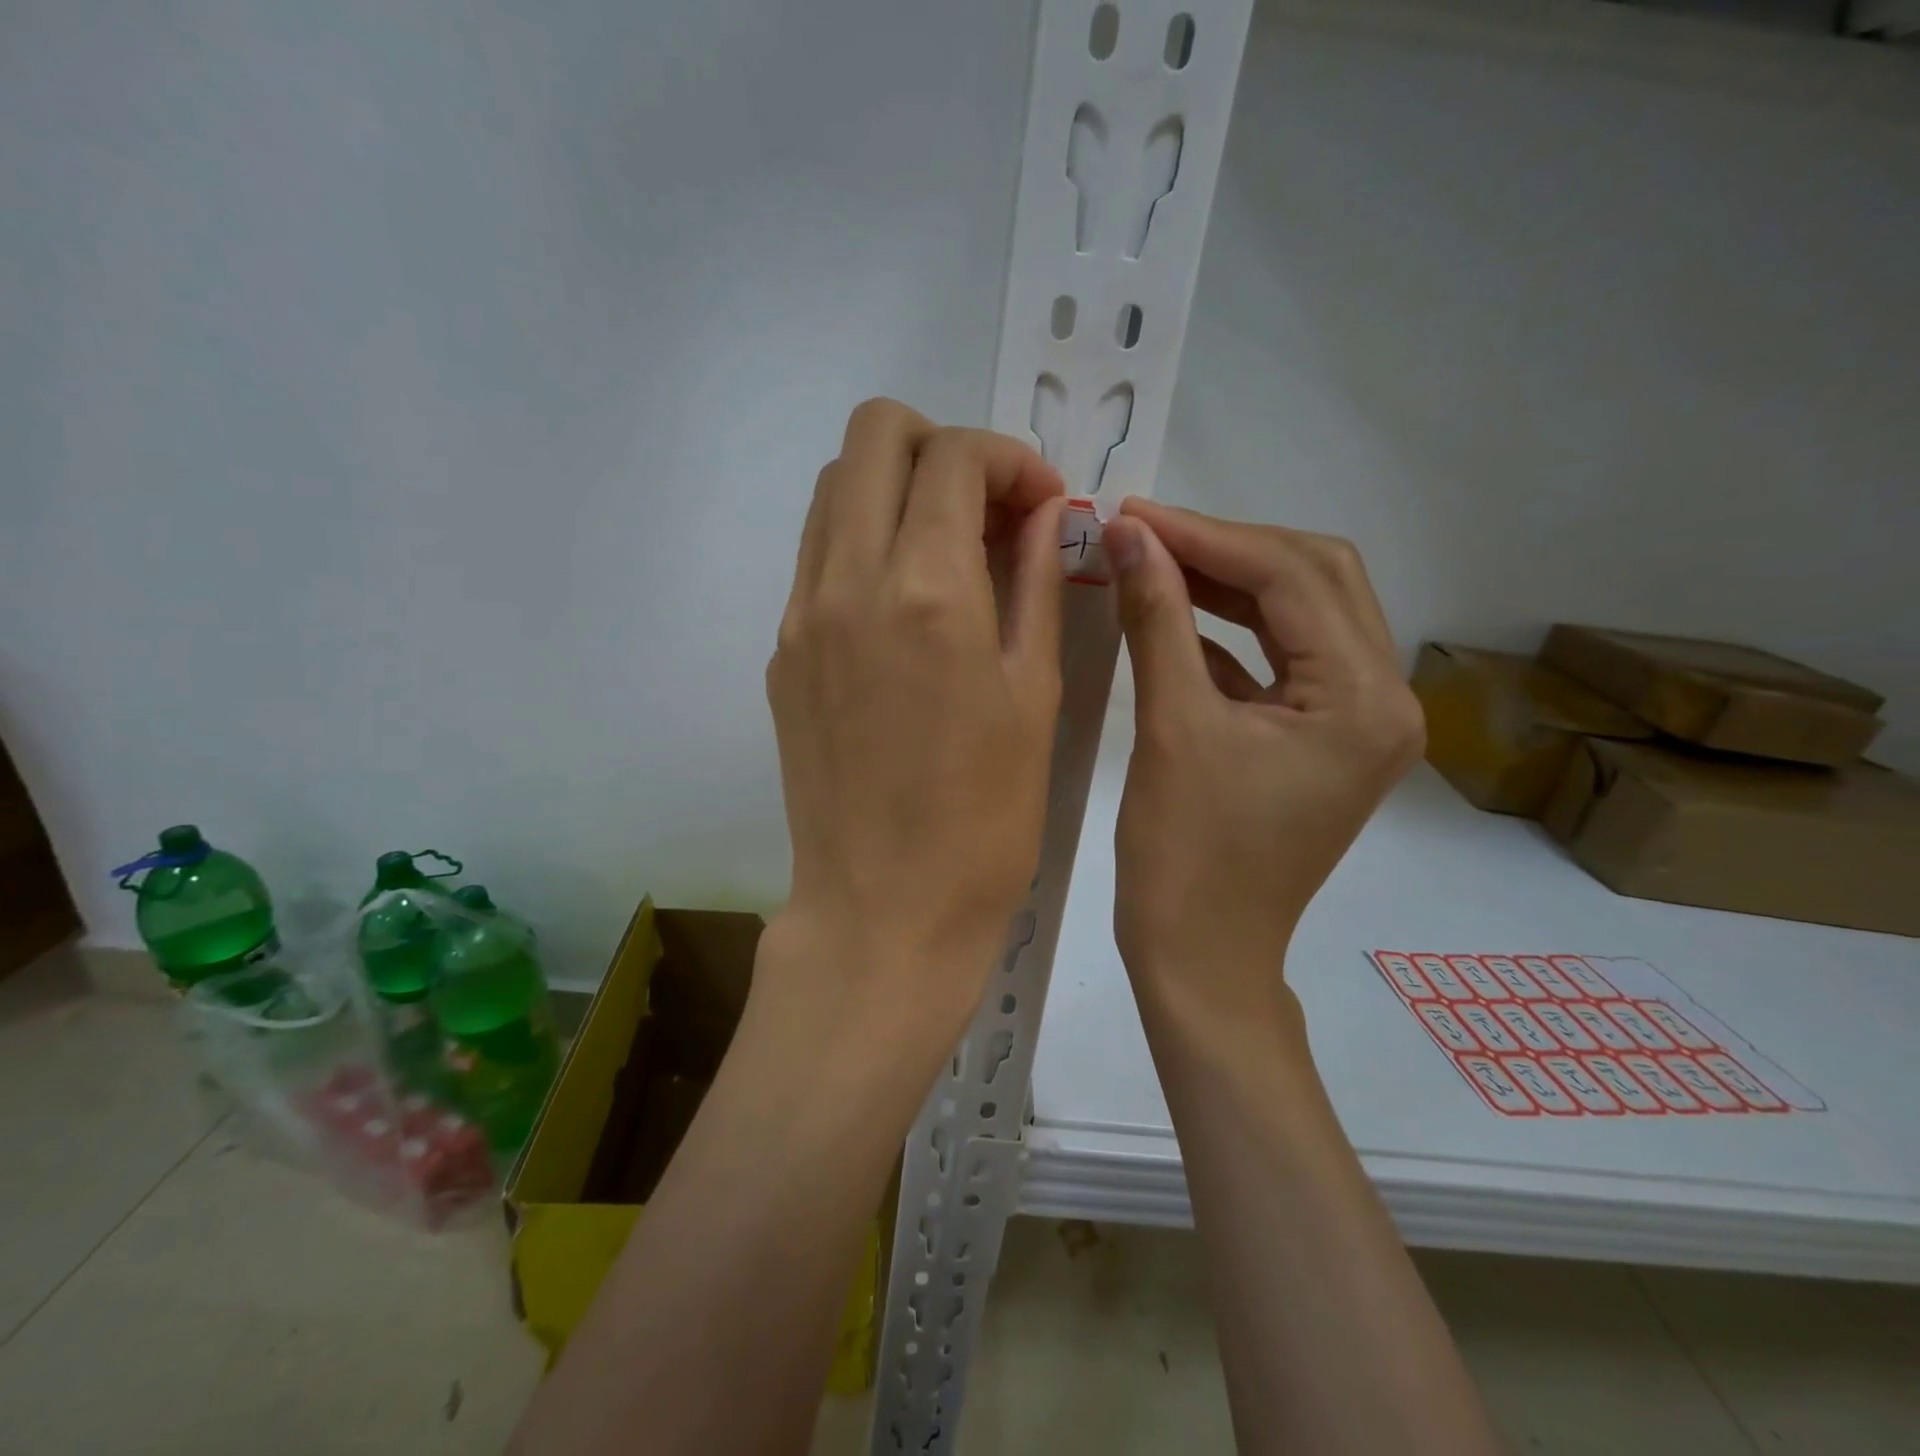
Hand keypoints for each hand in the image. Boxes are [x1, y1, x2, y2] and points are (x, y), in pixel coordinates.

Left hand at [761, 399, 1065, 1035]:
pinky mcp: (780, 651)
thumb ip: (1036, 583)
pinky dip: (863, 540)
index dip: (1010, 458)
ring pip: (833, 487)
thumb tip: (1041, 513)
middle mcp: (849, 580)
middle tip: (987, 507)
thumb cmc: (986, 819)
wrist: (884, 910)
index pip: (954, 456)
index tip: (1041, 501)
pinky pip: (817, 554)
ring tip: (948, 548)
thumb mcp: (1036, 695)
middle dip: (940, 445)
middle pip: (872, 435)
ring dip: (895, 487)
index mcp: (928, 591)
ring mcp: (801, 614)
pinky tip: (905, 600)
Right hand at [1103, 500, 1422, 1022]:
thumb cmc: (1185, 855)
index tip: (1136, 514)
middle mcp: (1384, 700)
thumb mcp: (1170, 725)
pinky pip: (1282, 659)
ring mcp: (1358, 721)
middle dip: (1228, 548)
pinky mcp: (1322, 737)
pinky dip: (1229, 631)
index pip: (1293, 578)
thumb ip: (1156, 618)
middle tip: (1148, 533)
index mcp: (1364, 701)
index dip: (1209, 536)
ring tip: (1156, 560)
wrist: (1200, 954)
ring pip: (1300, 615)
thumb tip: (1129, 533)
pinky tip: (1173, 613)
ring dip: (1229, 583)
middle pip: (1315, 581)